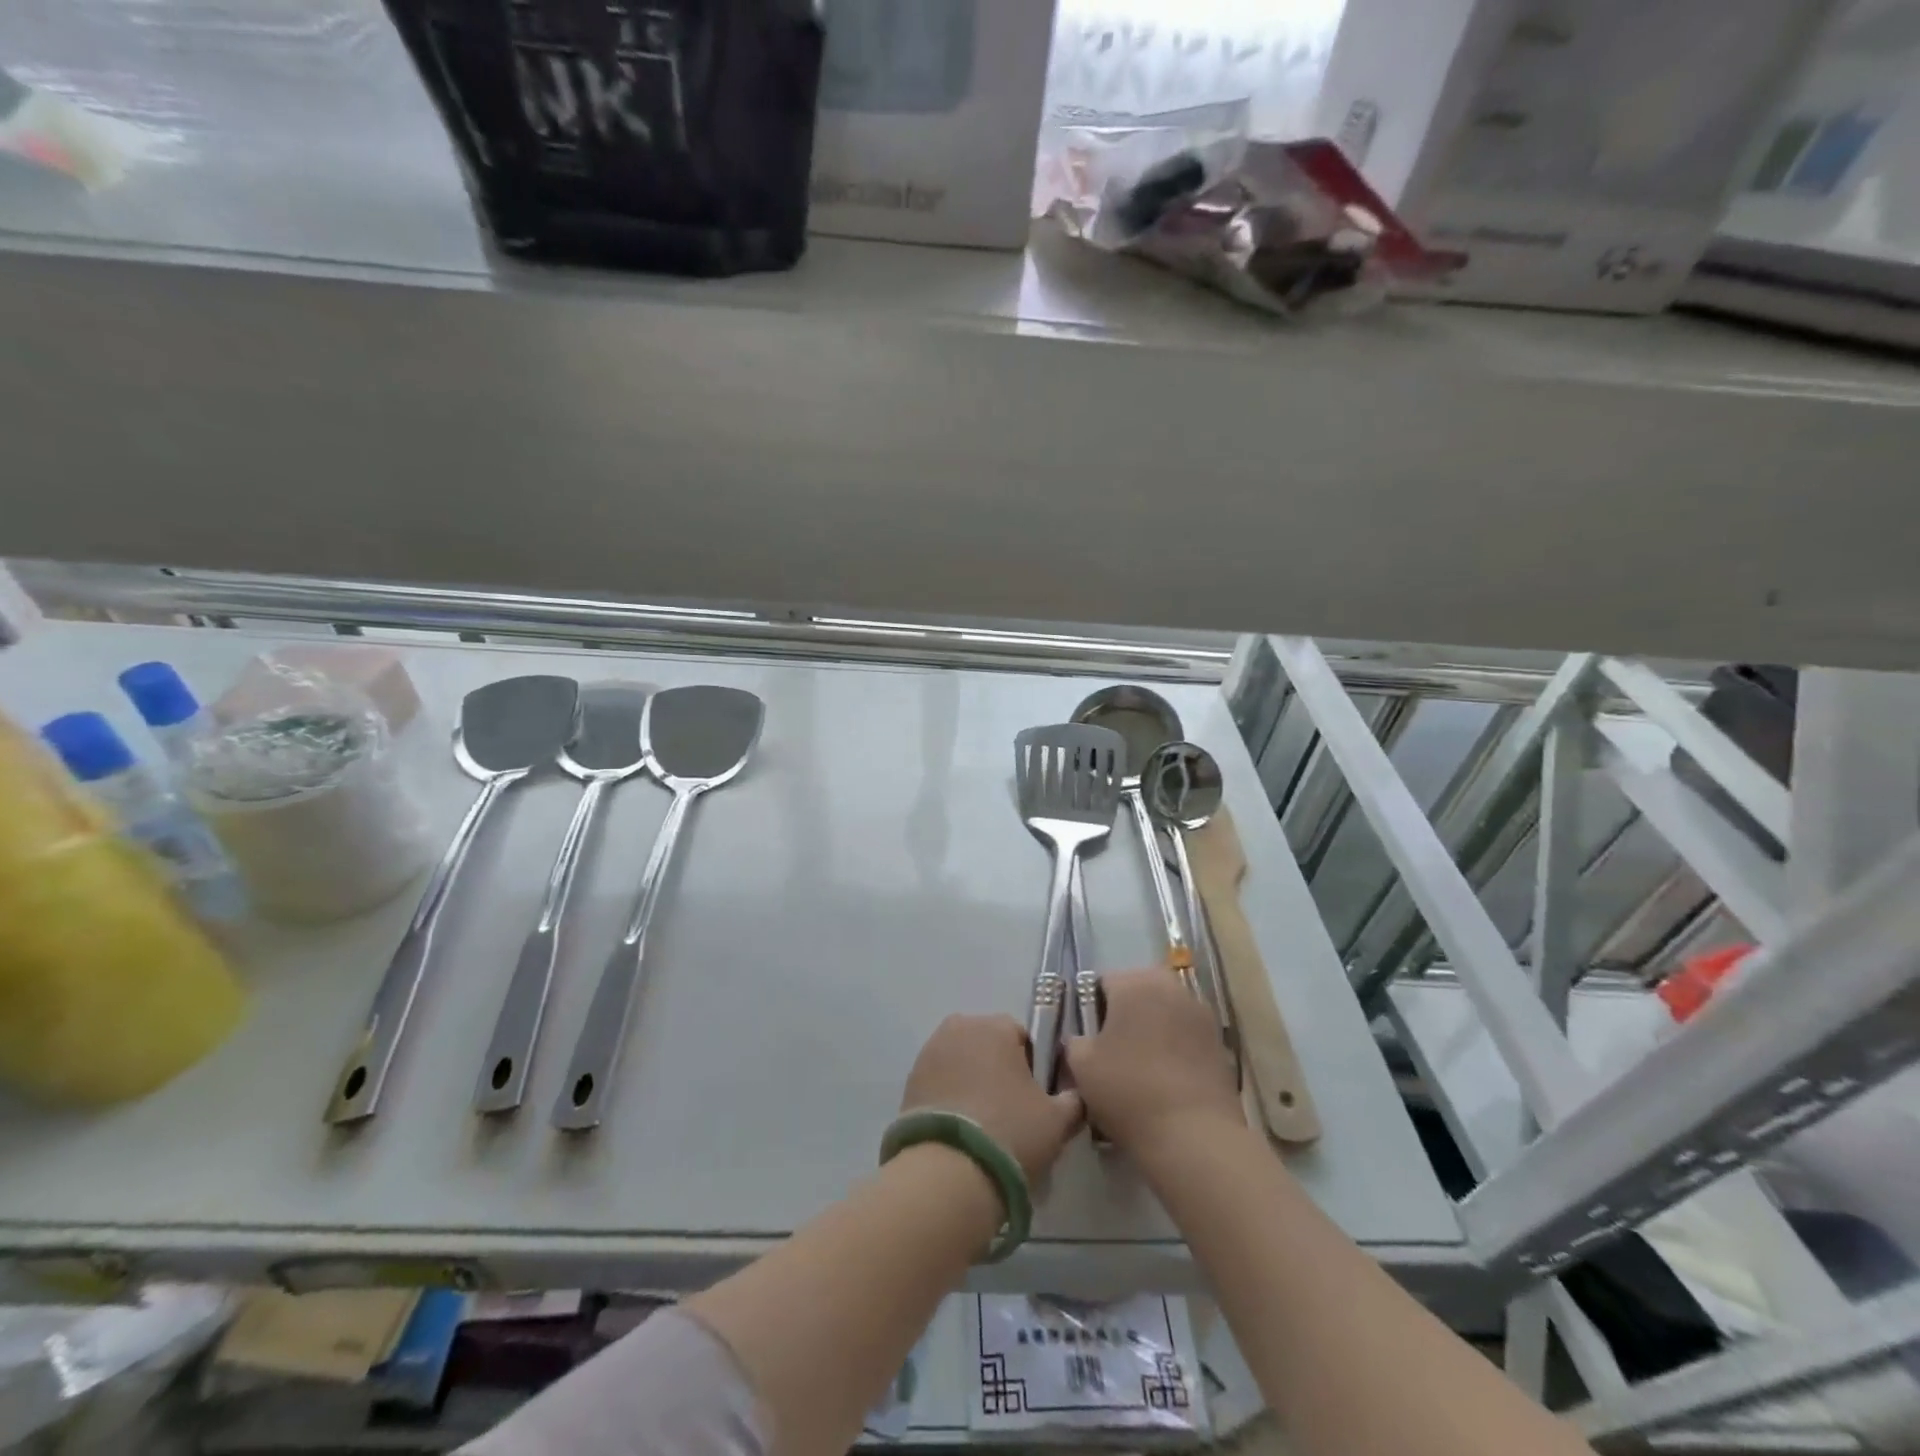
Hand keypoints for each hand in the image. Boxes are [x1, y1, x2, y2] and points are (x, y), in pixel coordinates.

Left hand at [901, 1015, 1083, 1182]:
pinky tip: (960, 1130)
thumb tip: (1076, 1094)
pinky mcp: (909, 1080)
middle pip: (988, 1045)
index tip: (1035, 1099)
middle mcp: (960, 1027)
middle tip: (1010, 1113)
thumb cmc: (1010, 1132)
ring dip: (972, 1082)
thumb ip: (1074, 1099)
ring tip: (983, 1125)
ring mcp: (930, 1052)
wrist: (948, 1171)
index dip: (1032, 1067)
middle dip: (999, 1070)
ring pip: (962, 1062)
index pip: (1022, 1037)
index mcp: (996, 1025)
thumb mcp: (1057, 1119)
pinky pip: (940, 1082)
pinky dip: (950, 1097)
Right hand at [1066, 970, 1240, 1158]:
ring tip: (1140, 1069)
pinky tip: (1166, 1081)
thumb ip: (1075, 1041)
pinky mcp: (1220, 1043)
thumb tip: (1082, 1040)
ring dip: (1152, 1030)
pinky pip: (1186, 1037)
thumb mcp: (1081, 1066)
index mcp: (1135, 983)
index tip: (1089, 1040)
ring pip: (1164, 1013)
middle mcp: (1171, 987)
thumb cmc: (1129, 1090)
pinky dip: (1174, 1050)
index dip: (1091, 1010)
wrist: (1194, 1136)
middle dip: (1124, 1015)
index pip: (1103, 983)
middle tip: (1112, 1052)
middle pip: (1138, 993)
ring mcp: (1200, 1014)